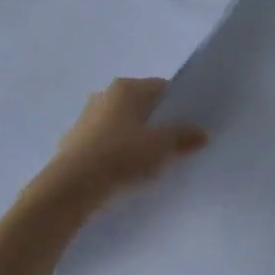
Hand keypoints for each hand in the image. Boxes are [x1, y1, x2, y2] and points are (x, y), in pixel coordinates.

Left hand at [37, 78, 207, 207]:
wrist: (73, 186)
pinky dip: (115, 151)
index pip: (160, 88)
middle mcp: (104, 95)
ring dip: (134, 137)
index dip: (177, 105)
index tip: (188, 125)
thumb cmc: (122, 156)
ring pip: (120, 124)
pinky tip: (124, 171)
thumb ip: (183, 138)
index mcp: (126, 88)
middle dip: (155, 122)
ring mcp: (86, 118)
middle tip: (172, 144)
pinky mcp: (74, 141)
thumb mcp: (161, 147)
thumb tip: (201, 134)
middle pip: (139, 105)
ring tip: (149, 161)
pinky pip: (104, 142)